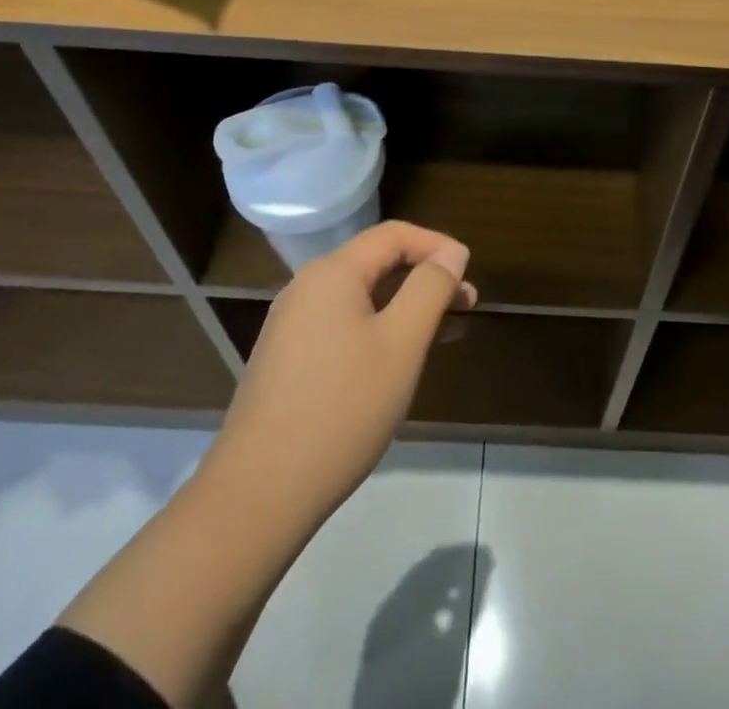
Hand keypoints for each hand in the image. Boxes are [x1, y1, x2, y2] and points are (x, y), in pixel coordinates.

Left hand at [204, 221, 477, 525]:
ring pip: (360, 296)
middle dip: (424, 276)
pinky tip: (395, 360)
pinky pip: (341, 324)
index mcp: (332, 273)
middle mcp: (306, 288)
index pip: (394, 235)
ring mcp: (290, 325)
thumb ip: (430, 289)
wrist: (258, 494)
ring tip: (440, 332)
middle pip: (376, 262)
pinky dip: (377, 327)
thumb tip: (451, 254)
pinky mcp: (285, 359)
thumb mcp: (402, 343)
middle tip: (466, 304)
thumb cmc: (342, 408)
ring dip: (404, 304)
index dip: (437, 244)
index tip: (470, 270)